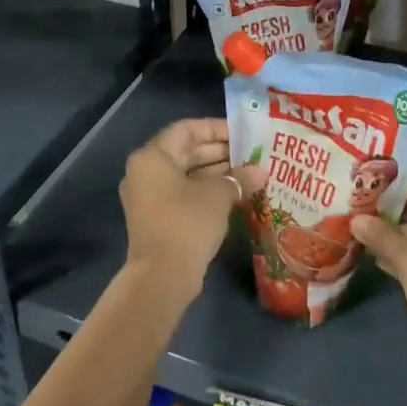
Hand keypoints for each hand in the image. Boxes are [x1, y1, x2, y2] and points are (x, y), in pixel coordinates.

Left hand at [120, 119, 262, 300]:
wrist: (162, 277)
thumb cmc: (187, 222)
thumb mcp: (218, 195)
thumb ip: (239, 178)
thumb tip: (261, 171)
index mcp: (152, 157)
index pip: (186, 129)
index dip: (215, 128)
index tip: (242, 133)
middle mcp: (145, 172)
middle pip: (185, 151)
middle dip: (219, 152)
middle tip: (250, 153)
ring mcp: (149, 197)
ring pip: (186, 174)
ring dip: (216, 172)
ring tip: (249, 172)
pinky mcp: (157, 218)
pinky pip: (183, 194)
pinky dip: (206, 191)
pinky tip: (235, 194)